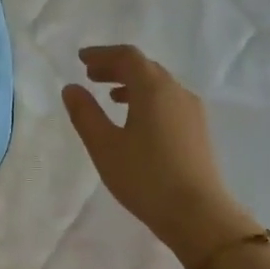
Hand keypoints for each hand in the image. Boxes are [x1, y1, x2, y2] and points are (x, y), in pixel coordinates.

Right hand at [62, 45, 260, 268]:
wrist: (197, 213)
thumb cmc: (145, 177)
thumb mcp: (104, 146)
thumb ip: (85, 114)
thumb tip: (71, 88)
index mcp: (153, 89)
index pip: (127, 57)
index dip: (102, 54)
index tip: (81, 59)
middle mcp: (177, 92)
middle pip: (145, 67)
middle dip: (116, 67)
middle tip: (91, 75)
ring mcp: (192, 111)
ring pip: (159, 85)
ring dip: (132, 84)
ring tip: (110, 97)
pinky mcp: (197, 130)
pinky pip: (168, 101)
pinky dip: (147, 99)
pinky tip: (136, 121)